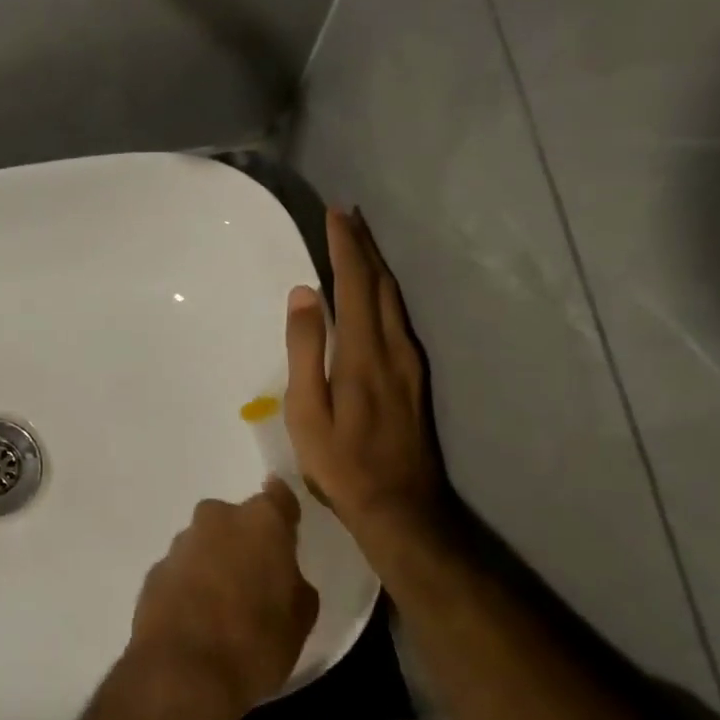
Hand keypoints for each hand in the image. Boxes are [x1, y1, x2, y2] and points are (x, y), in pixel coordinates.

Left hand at [127, 479, 318, 719]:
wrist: (183, 673)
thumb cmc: (256, 643)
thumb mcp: (300, 618)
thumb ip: (294, 581)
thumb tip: (283, 575)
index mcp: (261, 522)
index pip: (278, 496)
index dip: (283, 512)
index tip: (286, 531)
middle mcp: (217, 519)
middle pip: (236, 519)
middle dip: (244, 541)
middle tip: (255, 578)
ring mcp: (180, 543)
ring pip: (205, 543)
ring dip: (214, 562)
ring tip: (223, 605)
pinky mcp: (154, 570)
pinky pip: (181, 569)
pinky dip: (189, 584)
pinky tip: (196, 618)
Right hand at [285, 208, 452, 552]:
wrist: (400, 506)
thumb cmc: (342, 462)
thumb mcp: (307, 411)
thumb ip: (305, 349)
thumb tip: (305, 294)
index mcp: (363, 351)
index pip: (354, 284)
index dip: (345, 246)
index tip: (334, 214)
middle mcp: (393, 347)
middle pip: (381, 283)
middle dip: (364, 246)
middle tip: (348, 216)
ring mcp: (409, 363)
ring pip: (395, 299)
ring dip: (377, 266)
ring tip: (360, 244)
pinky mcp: (415, 378)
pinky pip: (400, 318)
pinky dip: (385, 292)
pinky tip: (377, 295)